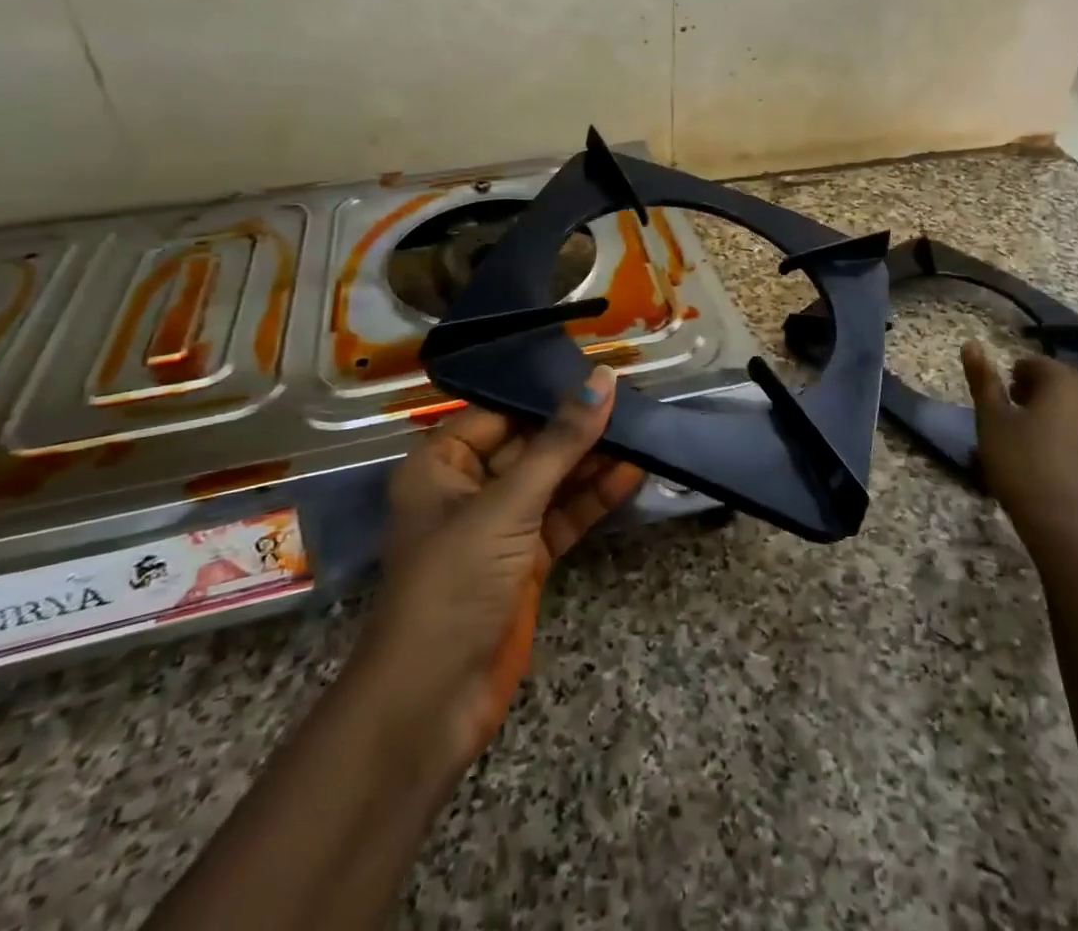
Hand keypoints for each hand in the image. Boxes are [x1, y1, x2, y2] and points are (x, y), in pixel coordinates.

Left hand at [357, 366, 644, 768]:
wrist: (433, 702)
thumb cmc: (456, 583)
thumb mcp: (509, 504)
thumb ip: (561, 442)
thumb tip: (604, 379)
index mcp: (442, 463)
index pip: (502, 412)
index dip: (550, 394)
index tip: (602, 375)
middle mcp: (468, 486)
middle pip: (531, 445)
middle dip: (579, 429)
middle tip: (634, 402)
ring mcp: (499, 525)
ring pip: (552, 481)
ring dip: (593, 463)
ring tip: (644, 434)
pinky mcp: (525, 558)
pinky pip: (563, 515)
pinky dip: (594, 499)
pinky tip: (632, 476)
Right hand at [961, 343, 1077, 553]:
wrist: (1067, 525)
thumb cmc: (1021, 465)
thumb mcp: (991, 420)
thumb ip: (983, 380)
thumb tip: (972, 342)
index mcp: (1063, 381)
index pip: (1036, 364)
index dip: (1015, 378)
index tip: (1003, 401)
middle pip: (1066, 379)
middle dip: (1043, 389)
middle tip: (1020, 415)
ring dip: (1065, 409)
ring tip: (1042, 435)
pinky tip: (1064, 458)